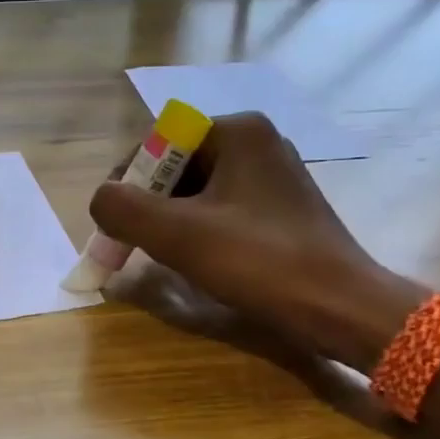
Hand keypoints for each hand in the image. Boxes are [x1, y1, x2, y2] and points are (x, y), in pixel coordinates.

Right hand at [88, 112, 423, 369]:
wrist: (339, 307)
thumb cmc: (258, 262)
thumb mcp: (178, 235)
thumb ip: (122, 209)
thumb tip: (100, 201)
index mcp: (237, 131)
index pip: (158, 142)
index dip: (125, 181)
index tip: (109, 224)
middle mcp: (257, 143)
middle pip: (177, 166)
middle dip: (146, 204)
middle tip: (127, 243)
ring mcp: (273, 176)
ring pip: (198, 191)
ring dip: (168, 221)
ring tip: (156, 255)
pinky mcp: (281, 209)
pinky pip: (221, 209)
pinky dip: (197, 231)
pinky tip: (194, 261)